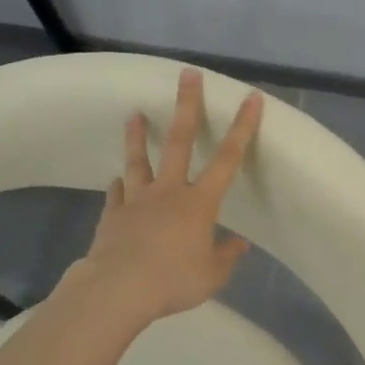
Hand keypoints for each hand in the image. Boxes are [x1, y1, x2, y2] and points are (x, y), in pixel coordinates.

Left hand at [67, 69, 262, 324]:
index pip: (228, 158)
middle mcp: (169, 191)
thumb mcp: (212, 275)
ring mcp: (137, 200)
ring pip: (138, 161)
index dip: (242, 127)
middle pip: (179, 141)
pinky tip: (116, 181)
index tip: (250, 98)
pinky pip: (117, 194)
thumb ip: (226, 256)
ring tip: (133, 114)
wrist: (118, 288)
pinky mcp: (113, 214)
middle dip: (186, 106)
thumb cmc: (173, 280)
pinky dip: (119, 186)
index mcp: (199, 203)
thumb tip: (239, 244)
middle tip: (187, 75)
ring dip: (137, 137)